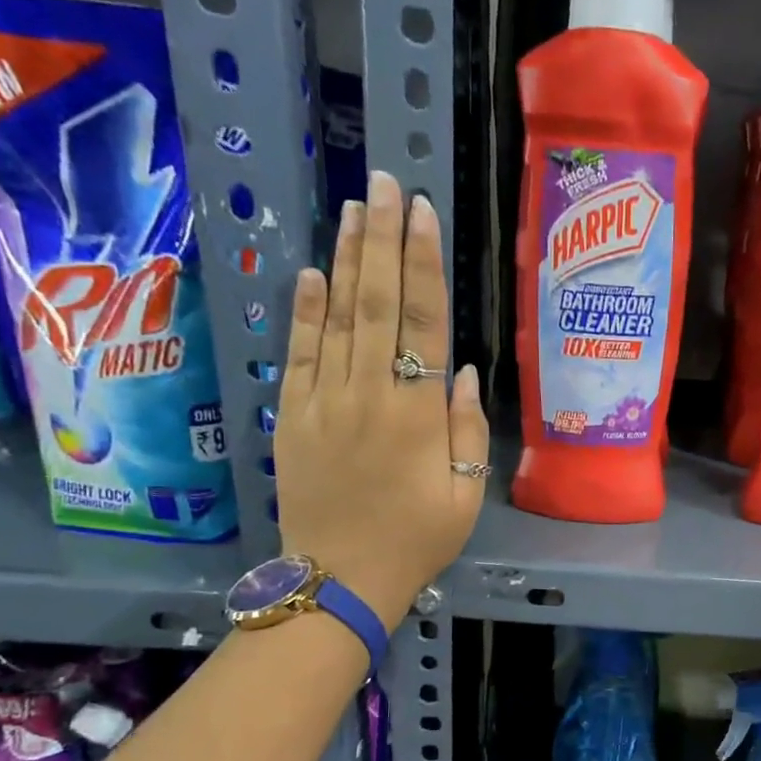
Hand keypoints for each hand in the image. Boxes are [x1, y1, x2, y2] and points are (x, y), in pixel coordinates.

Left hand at [273, 172, 489, 627]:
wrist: (340, 578)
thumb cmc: (416, 541)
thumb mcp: (464, 495)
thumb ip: (467, 430)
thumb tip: (465, 371)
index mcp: (418, 414)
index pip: (422, 323)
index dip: (422, 265)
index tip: (422, 213)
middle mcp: (369, 394)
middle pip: (376, 303)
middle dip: (383, 239)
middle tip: (385, 182)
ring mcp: (324, 401)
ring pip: (337, 317)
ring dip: (347, 259)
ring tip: (356, 207)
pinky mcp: (293, 415)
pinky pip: (300, 353)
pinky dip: (306, 310)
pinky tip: (314, 271)